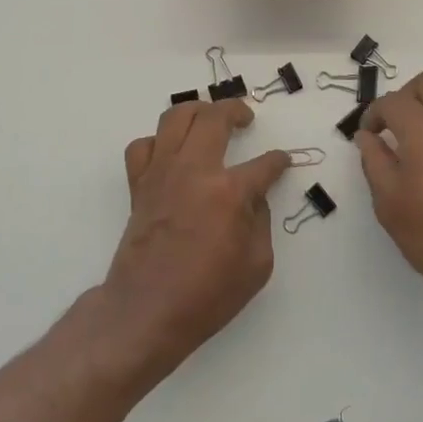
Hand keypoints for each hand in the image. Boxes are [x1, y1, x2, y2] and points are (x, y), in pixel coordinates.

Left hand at [102, 100, 292, 380]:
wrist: (147, 311)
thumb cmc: (207, 295)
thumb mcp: (257, 266)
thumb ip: (261, 222)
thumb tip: (255, 198)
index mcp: (230, 192)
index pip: (265, 164)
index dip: (278, 161)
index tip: (282, 161)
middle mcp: (195, 170)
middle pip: (215, 117)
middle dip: (236, 110)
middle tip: (246, 118)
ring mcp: (163, 172)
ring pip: (176, 117)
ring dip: (197, 110)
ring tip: (208, 119)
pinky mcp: (139, 183)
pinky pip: (143, 146)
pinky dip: (158, 142)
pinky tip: (170, 153)